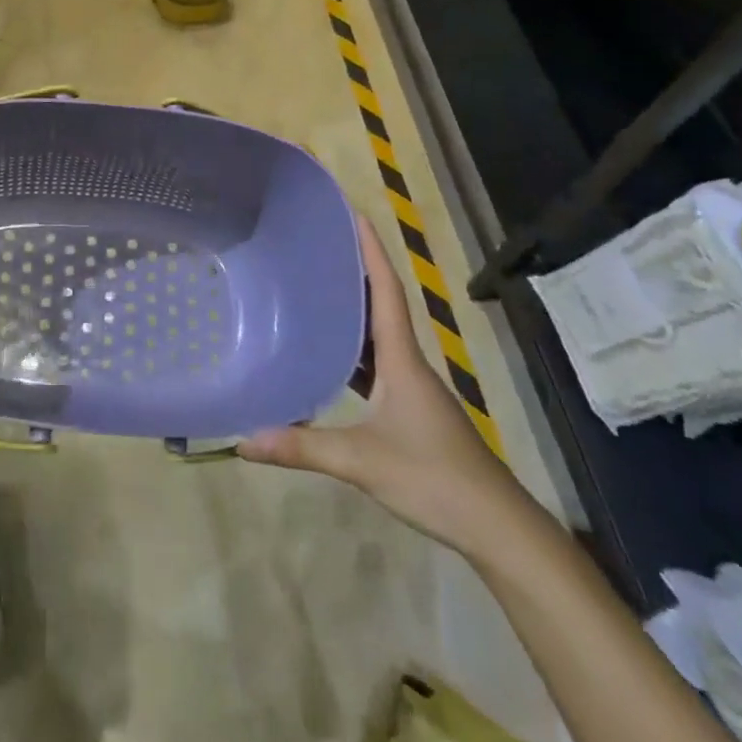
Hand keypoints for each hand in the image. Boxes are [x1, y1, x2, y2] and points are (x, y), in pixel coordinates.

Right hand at [239, 217, 523, 554]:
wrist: (497, 528)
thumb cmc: (434, 479)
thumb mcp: (362, 461)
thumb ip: (303, 447)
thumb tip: (243, 440)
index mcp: (402, 358)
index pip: (386, 290)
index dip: (371, 250)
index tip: (354, 213)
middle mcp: (409, 363)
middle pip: (381, 303)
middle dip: (356, 270)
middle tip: (320, 244)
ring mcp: (412, 388)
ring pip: (379, 335)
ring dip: (354, 309)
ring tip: (316, 288)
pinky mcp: (411, 411)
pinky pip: (377, 365)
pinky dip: (354, 351)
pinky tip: (329, 357)